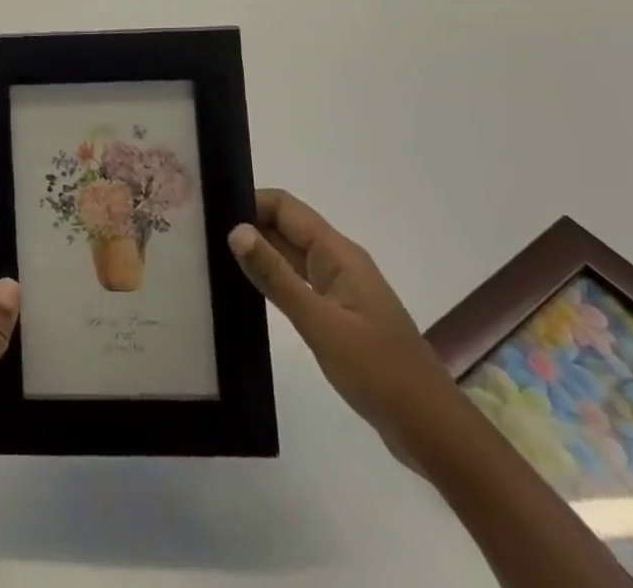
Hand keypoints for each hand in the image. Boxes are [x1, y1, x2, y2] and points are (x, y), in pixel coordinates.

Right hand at [229, 192, 632, 586]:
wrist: (433, 431)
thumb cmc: (379, 372)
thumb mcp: (321, 324)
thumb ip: (276, 277)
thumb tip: (235, 229)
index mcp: (338, 254)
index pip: (285, 207)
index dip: (249, 201)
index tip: (208, 208)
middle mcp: (338, 262)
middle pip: (286, 226)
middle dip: (248, 223)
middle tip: (199, 230)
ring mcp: (339, 289)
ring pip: (290, 255)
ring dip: (258, 251)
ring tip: (212, 255)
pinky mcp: (338, 315)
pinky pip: (298, 282)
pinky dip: (273, 279)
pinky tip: (245, 290)